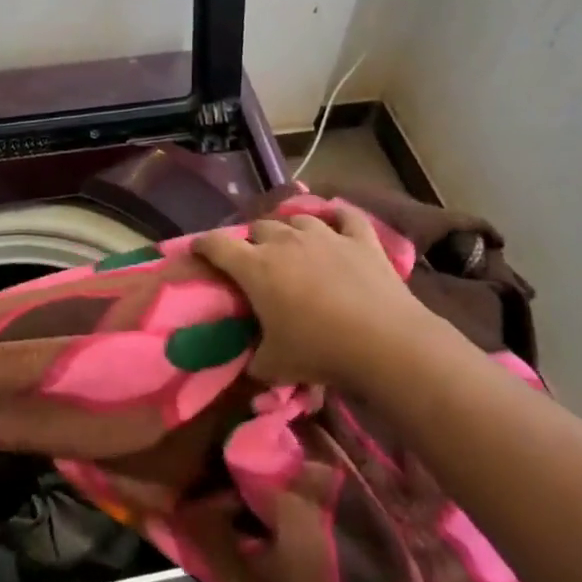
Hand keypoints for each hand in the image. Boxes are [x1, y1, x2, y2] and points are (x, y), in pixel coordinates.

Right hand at [193, 205, 439, 388]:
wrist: (384, 343)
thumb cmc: (319, 351)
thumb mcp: (275, 366)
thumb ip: (256, 361)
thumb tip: (251, 365)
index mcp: (255, 267)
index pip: (217, 245)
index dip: (203, 244)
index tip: (197, 249)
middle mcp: (285, 241)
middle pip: (258, 227)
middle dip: (251, 239)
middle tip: (254, 258)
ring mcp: (325, 235)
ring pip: (297, 219)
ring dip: (290, 228)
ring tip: (292, 242)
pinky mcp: (361, 239)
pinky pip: (346, 216)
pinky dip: (338, 216)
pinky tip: (336, 219)